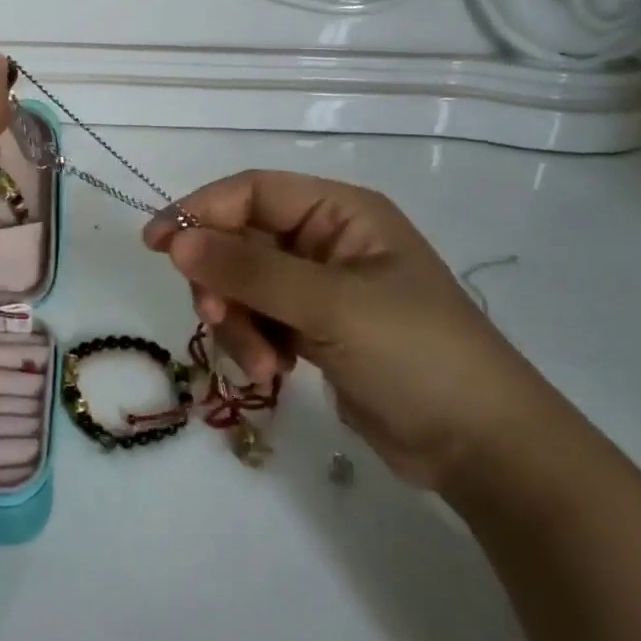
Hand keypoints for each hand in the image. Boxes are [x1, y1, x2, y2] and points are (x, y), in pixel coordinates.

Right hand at [143, 171, 559, 491]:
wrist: (483, 448)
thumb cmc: (417, 355)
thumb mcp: (331, 306)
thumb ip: (250, 272)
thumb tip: (176, 241)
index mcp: (340, 213)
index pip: (252, 192)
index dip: (201, 211)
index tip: (157, 244)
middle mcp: (325, 241)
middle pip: (240, 242)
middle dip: (222, 282)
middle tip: (214, 318)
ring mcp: (318, 288)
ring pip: (242, 286)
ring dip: (238, 322)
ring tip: (262, 365)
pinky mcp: (313, 329)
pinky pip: (257, 319)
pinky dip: (254, 343)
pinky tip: (275, 373)